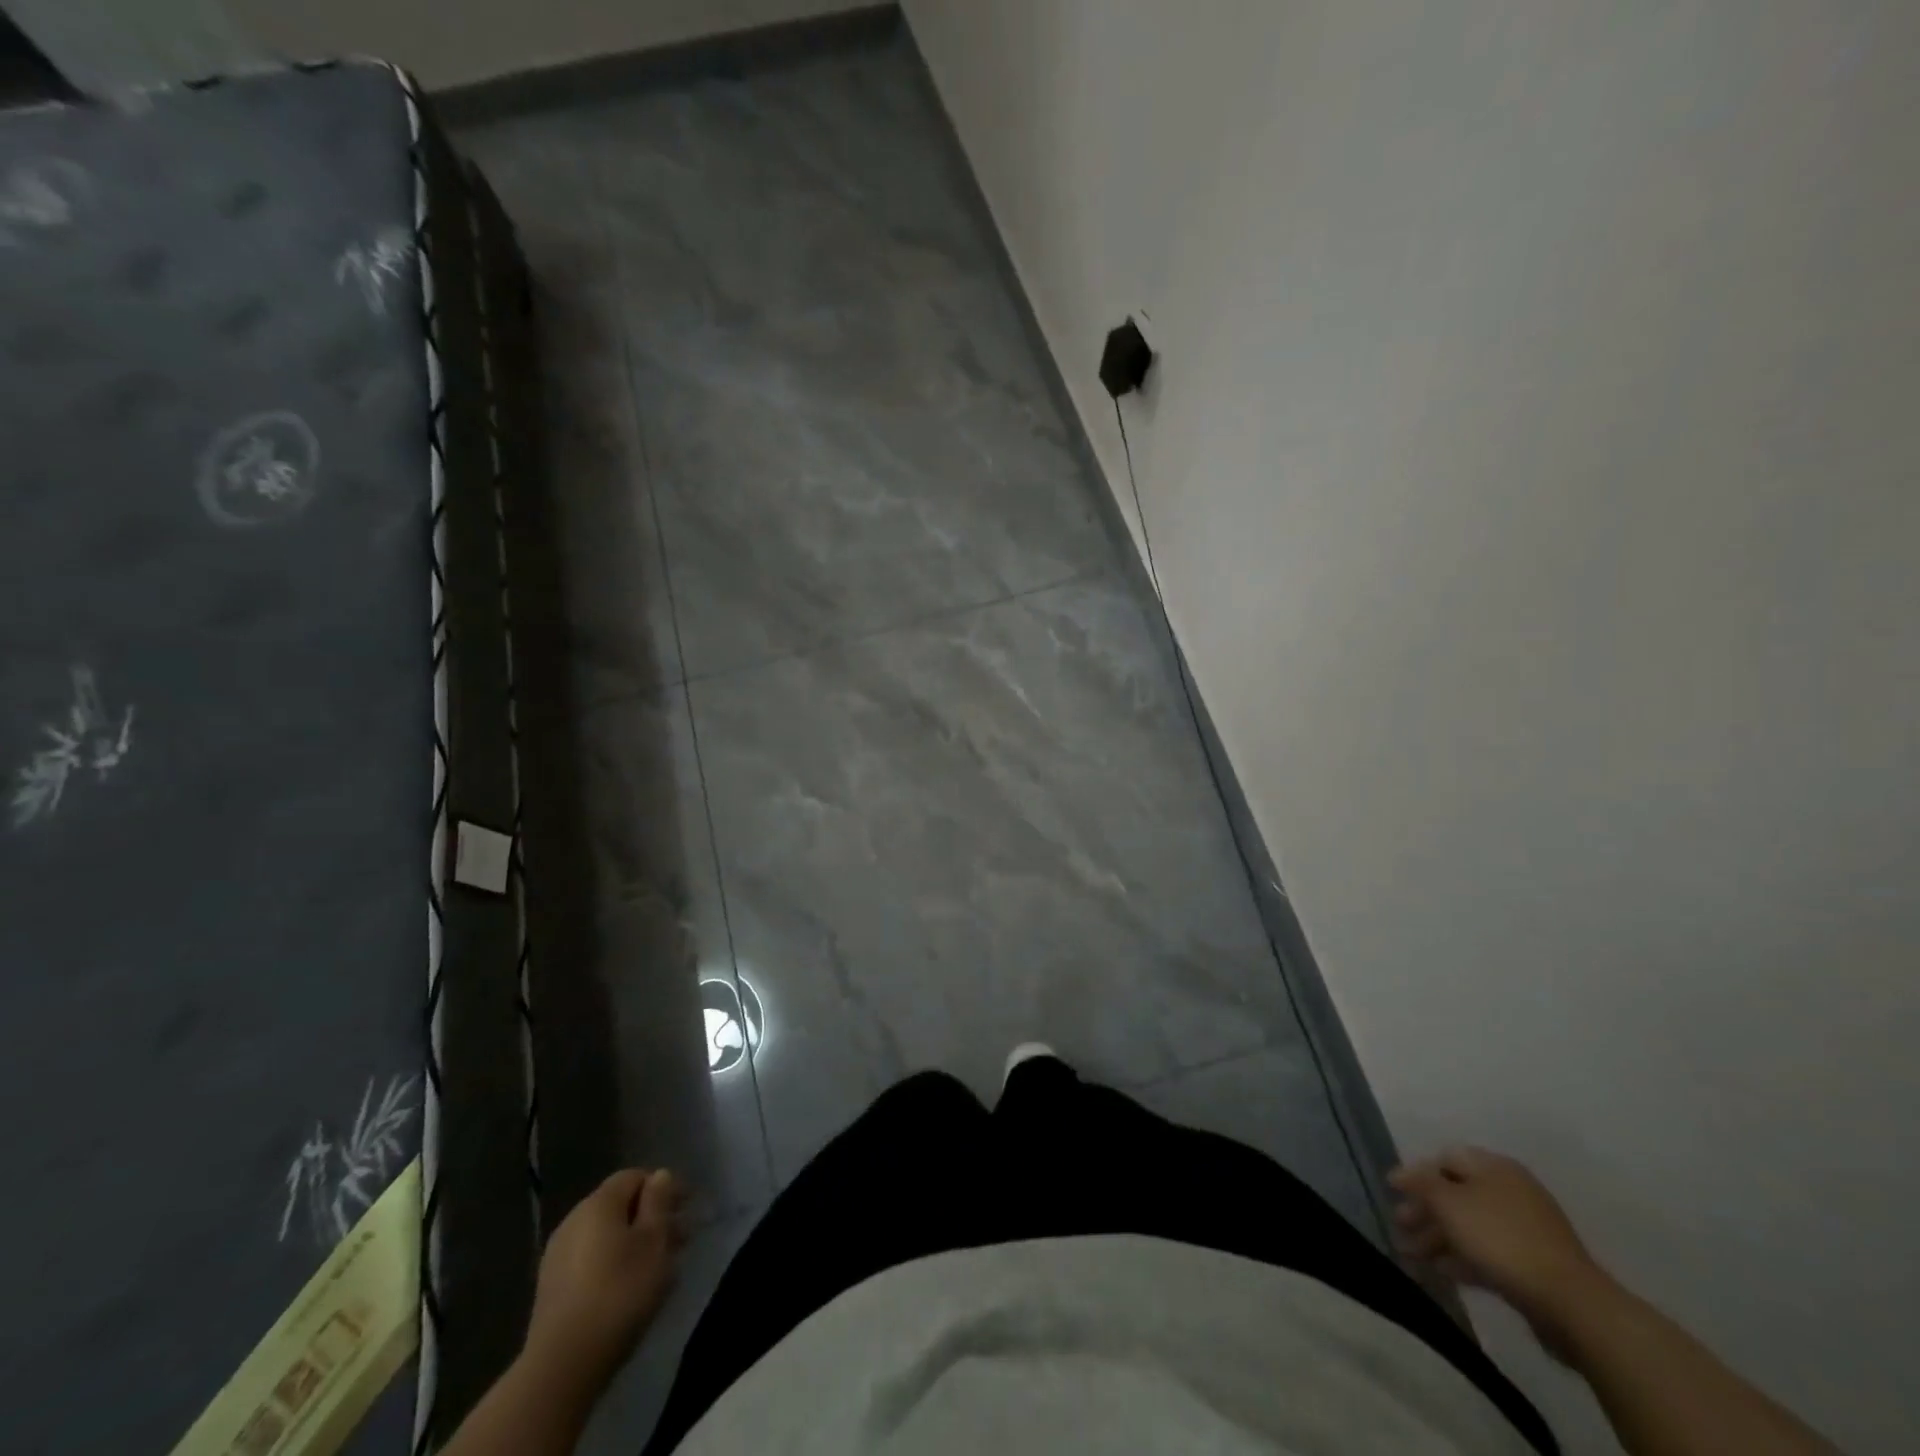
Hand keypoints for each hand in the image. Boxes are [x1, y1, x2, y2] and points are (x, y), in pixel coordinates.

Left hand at [523, 1168, 686, 1397]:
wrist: (562, 1366)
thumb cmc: (619, 1293)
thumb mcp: (654, 1241)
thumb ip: (659, 1202)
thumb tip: (659, 1175)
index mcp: (598, 1204)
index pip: (634, 1176)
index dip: (663, 1186)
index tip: (687, 1207)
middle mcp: (574, 1220)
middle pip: (619, 1206)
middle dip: (651, 1217)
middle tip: (681, 1239)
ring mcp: (557, 1256)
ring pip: (606, 1235)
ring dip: (635, 1242)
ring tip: (660, 1266)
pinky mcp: (551, 1289)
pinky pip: (591, 1260)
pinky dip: (614, 1263)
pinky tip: (630, 1288)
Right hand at [1389, 1146, 1608, 1354]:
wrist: (1570, 1304)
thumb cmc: (1500, 1239)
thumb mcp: (1448, 1202)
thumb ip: (1419, 1184)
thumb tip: (1399, 1174)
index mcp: (1494, 1167)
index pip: (1445, 1158)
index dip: (1416, 1173)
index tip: (1393, 1193)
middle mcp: (1510, 1191)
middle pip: (1456, 1194)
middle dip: (1424, 1211)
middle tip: (1400, 1227)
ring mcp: (1525, 1230)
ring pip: (1469, 1226)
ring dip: (1438, 1239)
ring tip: (1412, 1257)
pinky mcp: (1533, 1265)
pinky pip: (1487, 1253)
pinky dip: (1461, 1259)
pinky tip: (1441, 1272)